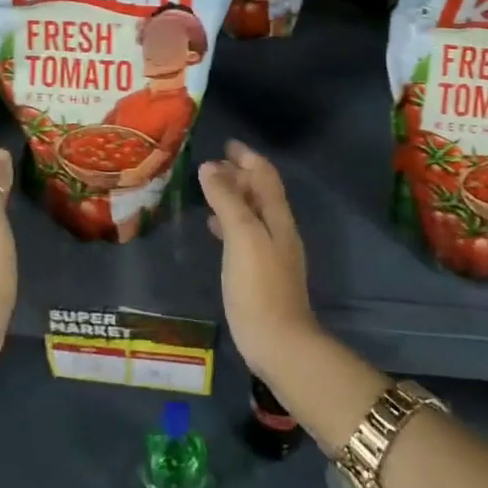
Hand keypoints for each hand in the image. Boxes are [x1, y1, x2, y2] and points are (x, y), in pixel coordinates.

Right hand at [199, 141, 317, 376]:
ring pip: (252, 212)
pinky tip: (213, 228)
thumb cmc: (259, 286)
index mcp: (277, 217)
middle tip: (211, 165)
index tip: (226, 144)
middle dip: (239, 174)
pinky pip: (244, 234)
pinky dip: (229, 221)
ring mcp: (271, 252)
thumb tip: (211, 167)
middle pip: (260, 192)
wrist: (279, 343)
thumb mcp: (241, 236)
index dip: (247, 157)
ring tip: (208, 189)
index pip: (265, 175)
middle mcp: (278, 230)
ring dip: (233, 196)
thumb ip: (227, 200)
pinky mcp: (260, 273)